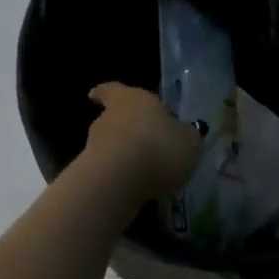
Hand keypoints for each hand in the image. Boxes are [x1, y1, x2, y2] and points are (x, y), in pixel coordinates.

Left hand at [83, 82, 203, 201]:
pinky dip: (120, 176)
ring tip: (145, 171)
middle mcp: (109, 117)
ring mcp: (94, 145)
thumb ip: (187, 136)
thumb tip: (186, 133)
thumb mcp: (189, 142)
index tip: (96, 96)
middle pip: (114, 119)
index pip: (113, 90)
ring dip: (124, 155)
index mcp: (133, 99)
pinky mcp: (90, 172)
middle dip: (126, 130)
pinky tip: (136, 188)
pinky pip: (108, 170)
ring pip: (110, 145)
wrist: (119, 181)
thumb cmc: (159, 148)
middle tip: (145, 143)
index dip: (107, 93)